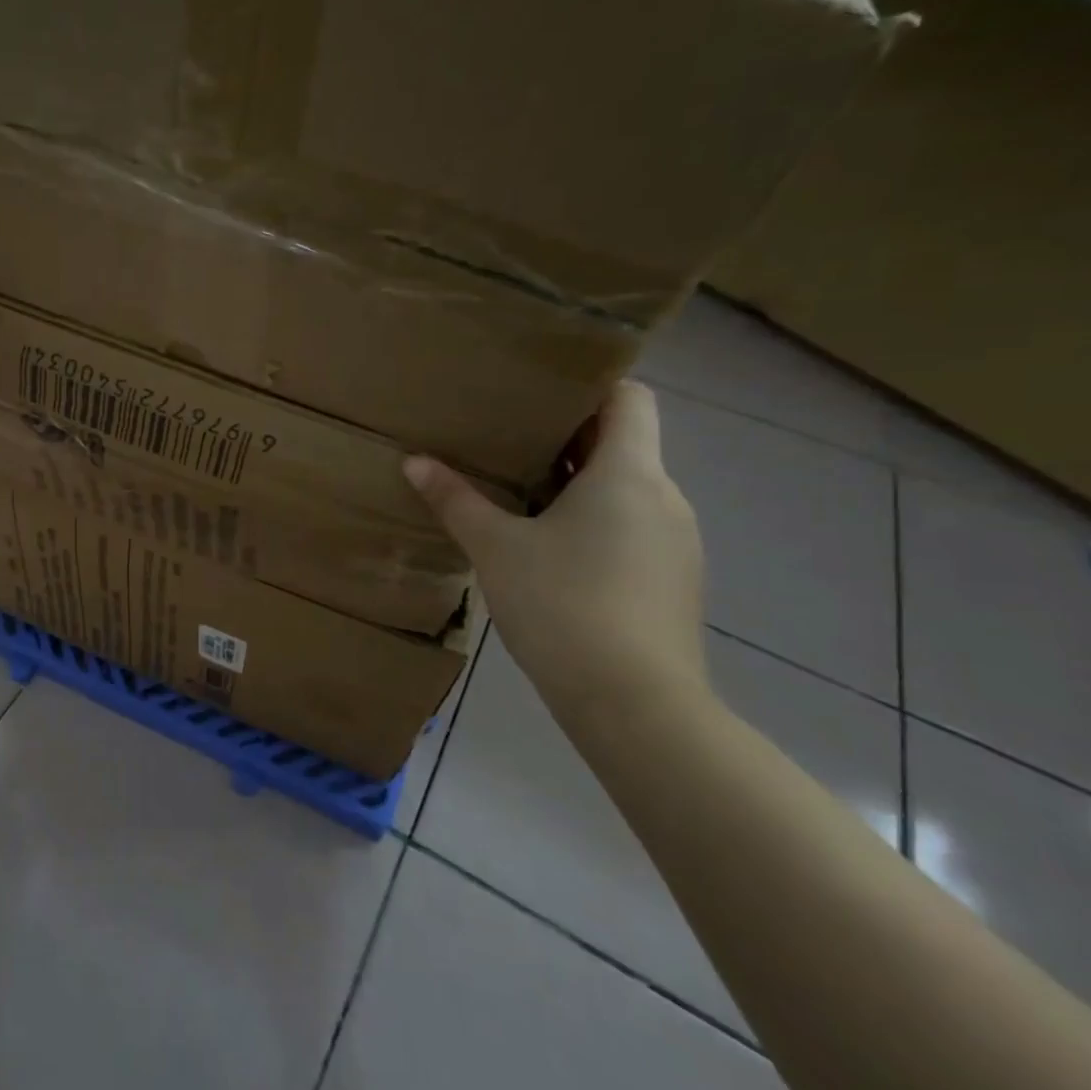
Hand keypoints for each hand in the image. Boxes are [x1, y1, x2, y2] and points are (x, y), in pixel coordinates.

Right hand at [405, 382, 708, 726]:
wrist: (635, 704)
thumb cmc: (563, 605)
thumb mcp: (495, 548)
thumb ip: (456, 500)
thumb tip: (415, 462)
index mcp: (629, 473)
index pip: (630, 398)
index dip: (592, 385)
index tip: (542, 390)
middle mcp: (664, 497)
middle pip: (624, 443)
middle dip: (568, 437)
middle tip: (508, 436)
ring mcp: (675, 542)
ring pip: (627, 489)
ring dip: (579, 483)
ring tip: (520, 491)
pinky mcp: (672, 581)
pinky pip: (633, 528)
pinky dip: (595, 522)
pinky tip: (549, 549)